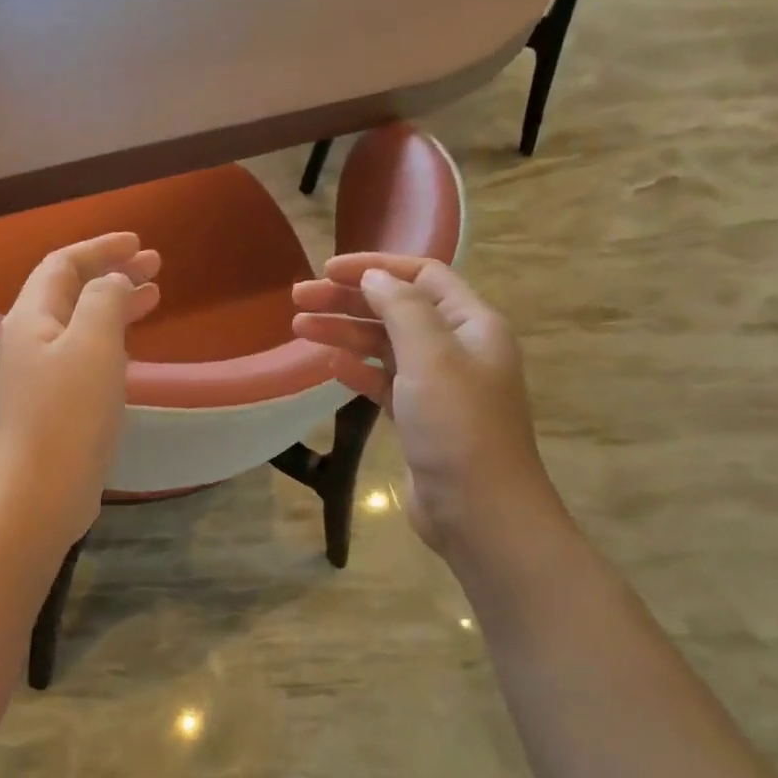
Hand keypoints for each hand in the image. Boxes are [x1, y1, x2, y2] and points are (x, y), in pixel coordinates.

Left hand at [0, 232, 161, 543]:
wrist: (41, 492)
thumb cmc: (69, 413)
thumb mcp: (93, 344)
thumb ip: (104, 299)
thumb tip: (112, 281)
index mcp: (32, 317)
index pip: (63, 263)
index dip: (100, 247)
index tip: (138, 242)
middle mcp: (31, 338)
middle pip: (71, 289)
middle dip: (112, 271)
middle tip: (155, 264)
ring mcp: (41, 372)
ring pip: (80, 321)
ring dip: (115, 302)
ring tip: (154, 295)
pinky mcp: (55, 401)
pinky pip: (85, 351)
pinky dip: (111, 336)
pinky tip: (132, 343)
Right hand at [293, 254, 563, 573]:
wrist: (478, 511)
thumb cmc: (457, 425)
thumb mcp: (431, 356)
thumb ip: (401, 308)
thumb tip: (374, 277)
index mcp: (472, 324)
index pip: (422, 276)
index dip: (375, 266)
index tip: (327, 269)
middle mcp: (457, 348)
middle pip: (397, 309)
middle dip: (348, 299)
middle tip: (299, 297)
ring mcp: (438, 385)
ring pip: (385, 345)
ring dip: (344, 332)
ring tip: (298, 327)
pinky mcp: (419, 417)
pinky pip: (383, 381)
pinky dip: (357, 368)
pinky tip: (329, 364)